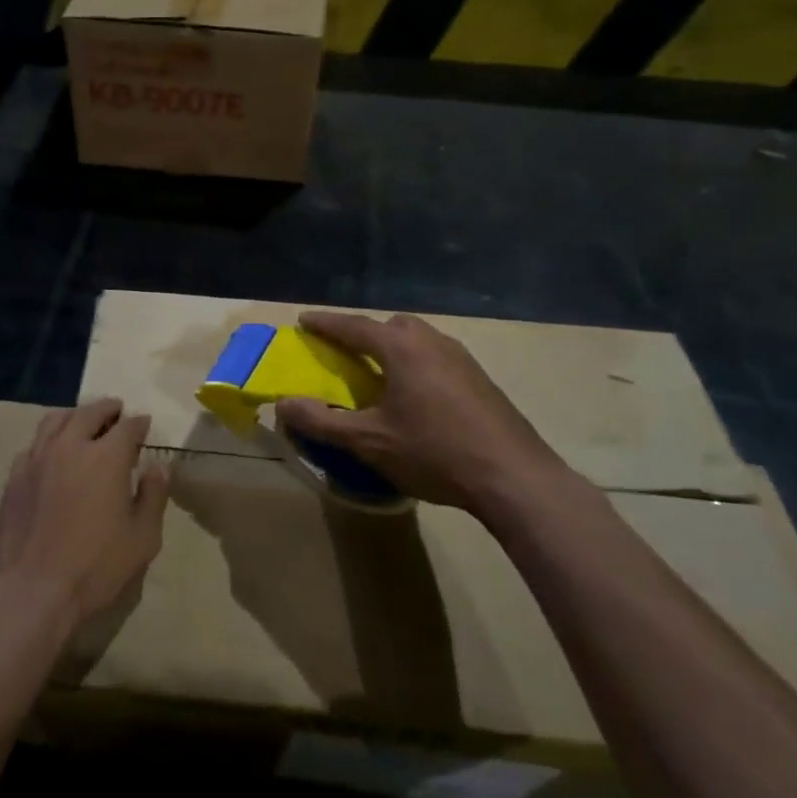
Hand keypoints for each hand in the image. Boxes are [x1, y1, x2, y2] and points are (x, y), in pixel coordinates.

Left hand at [0, 399, 169, 629]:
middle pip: (89, 413)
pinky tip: (52, 451)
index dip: (138, 423)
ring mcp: (37, 459)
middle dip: (107, 409)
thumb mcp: (143, 537)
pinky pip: (34, 444)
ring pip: (56, 420)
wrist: (32, 591)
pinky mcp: (14, 477)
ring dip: (75, 416)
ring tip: (83, 421)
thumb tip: (157, 466)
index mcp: (106, 457)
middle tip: (116, 410)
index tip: (144, 424)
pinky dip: (49, 439)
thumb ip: (153, 495)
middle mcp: (70, 446)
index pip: (127, 427)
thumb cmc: (96, 566)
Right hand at [276, 311, 570, 518]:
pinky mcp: (480, 379)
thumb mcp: (368, 441)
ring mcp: (461, 358)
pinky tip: (416, 397)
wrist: (513, 477)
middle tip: (345, 352)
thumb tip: (283, 405)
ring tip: (379, 375)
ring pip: (418, 340)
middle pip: (391, 326)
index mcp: (401, 348)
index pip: (353, 326)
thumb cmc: (434, 452)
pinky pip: (436, 358)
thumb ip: (321, 421)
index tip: (303, 320)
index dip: (325, 323)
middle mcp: (432, 342)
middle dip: (364, 333)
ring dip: (393, 349)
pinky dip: (416, 365)